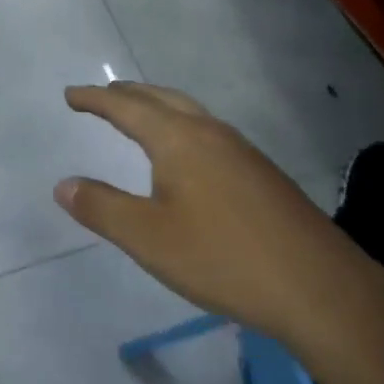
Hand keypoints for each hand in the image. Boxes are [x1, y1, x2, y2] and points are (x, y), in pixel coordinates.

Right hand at [56, 82, 379, 353]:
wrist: (320, 289)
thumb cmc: (223, 258)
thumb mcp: (148, 238)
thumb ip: (102, 208)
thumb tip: (64, 184)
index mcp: (179, 139)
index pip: (126, 107)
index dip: (95, 99)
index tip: (71, 94)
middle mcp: (211, 133)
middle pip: (162, 98)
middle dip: (128, 95)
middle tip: (102, 97)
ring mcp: (243, 151)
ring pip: (190, 113)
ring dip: (158, 108)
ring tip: (139, 118)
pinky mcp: (263, 174)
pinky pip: (210, 132)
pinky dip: (182, 127)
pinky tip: (188, 157)